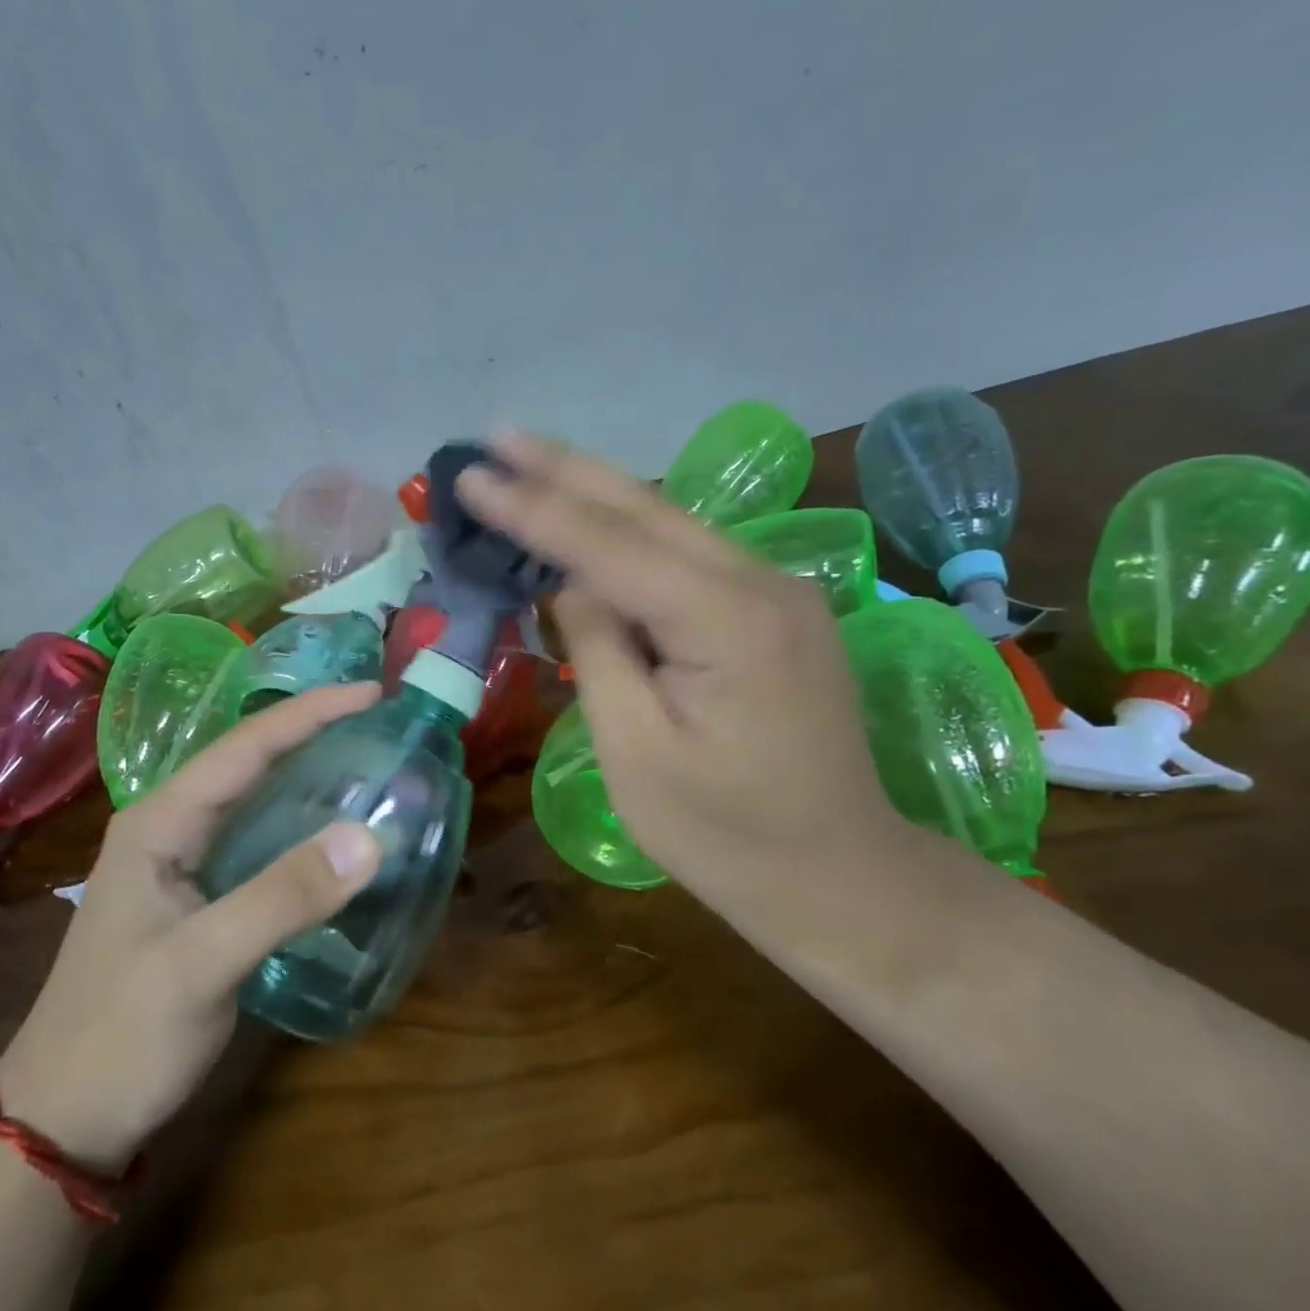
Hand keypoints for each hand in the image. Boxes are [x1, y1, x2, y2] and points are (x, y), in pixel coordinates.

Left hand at [0, 683, 383, 1167]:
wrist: (64, 1120)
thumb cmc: (121, 1035)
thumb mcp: (201, 964)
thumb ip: (283, 897)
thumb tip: (370, 836)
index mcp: (160, 822)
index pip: (244, 746)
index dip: (309, 713)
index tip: (373, 693)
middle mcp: (171, 829)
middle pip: (251, 762)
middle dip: (313, 732)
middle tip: (381, 720)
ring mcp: (185, 865)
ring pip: (257, 800)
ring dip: (310, 775)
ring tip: (370, 760)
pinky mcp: (203, 899)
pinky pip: (262, 842)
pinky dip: (304, 827)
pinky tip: (339, 835)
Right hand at [457, 431, 908, 921]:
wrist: (838, 875)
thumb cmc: (724, 835)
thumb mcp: (635, 753)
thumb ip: (598, 651)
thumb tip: (570, 585)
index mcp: (728, 621)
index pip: (609, 547)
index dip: (533, 510)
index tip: (470, 475)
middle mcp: (764, 583)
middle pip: (647, 509)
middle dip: (565, 469)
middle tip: (495, 434)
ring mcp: (779, 592)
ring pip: (672, 523)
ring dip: (596, 491)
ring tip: (528, 460)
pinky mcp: (776, 611)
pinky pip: (691, 556)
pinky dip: (632, 533)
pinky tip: (593, 517)